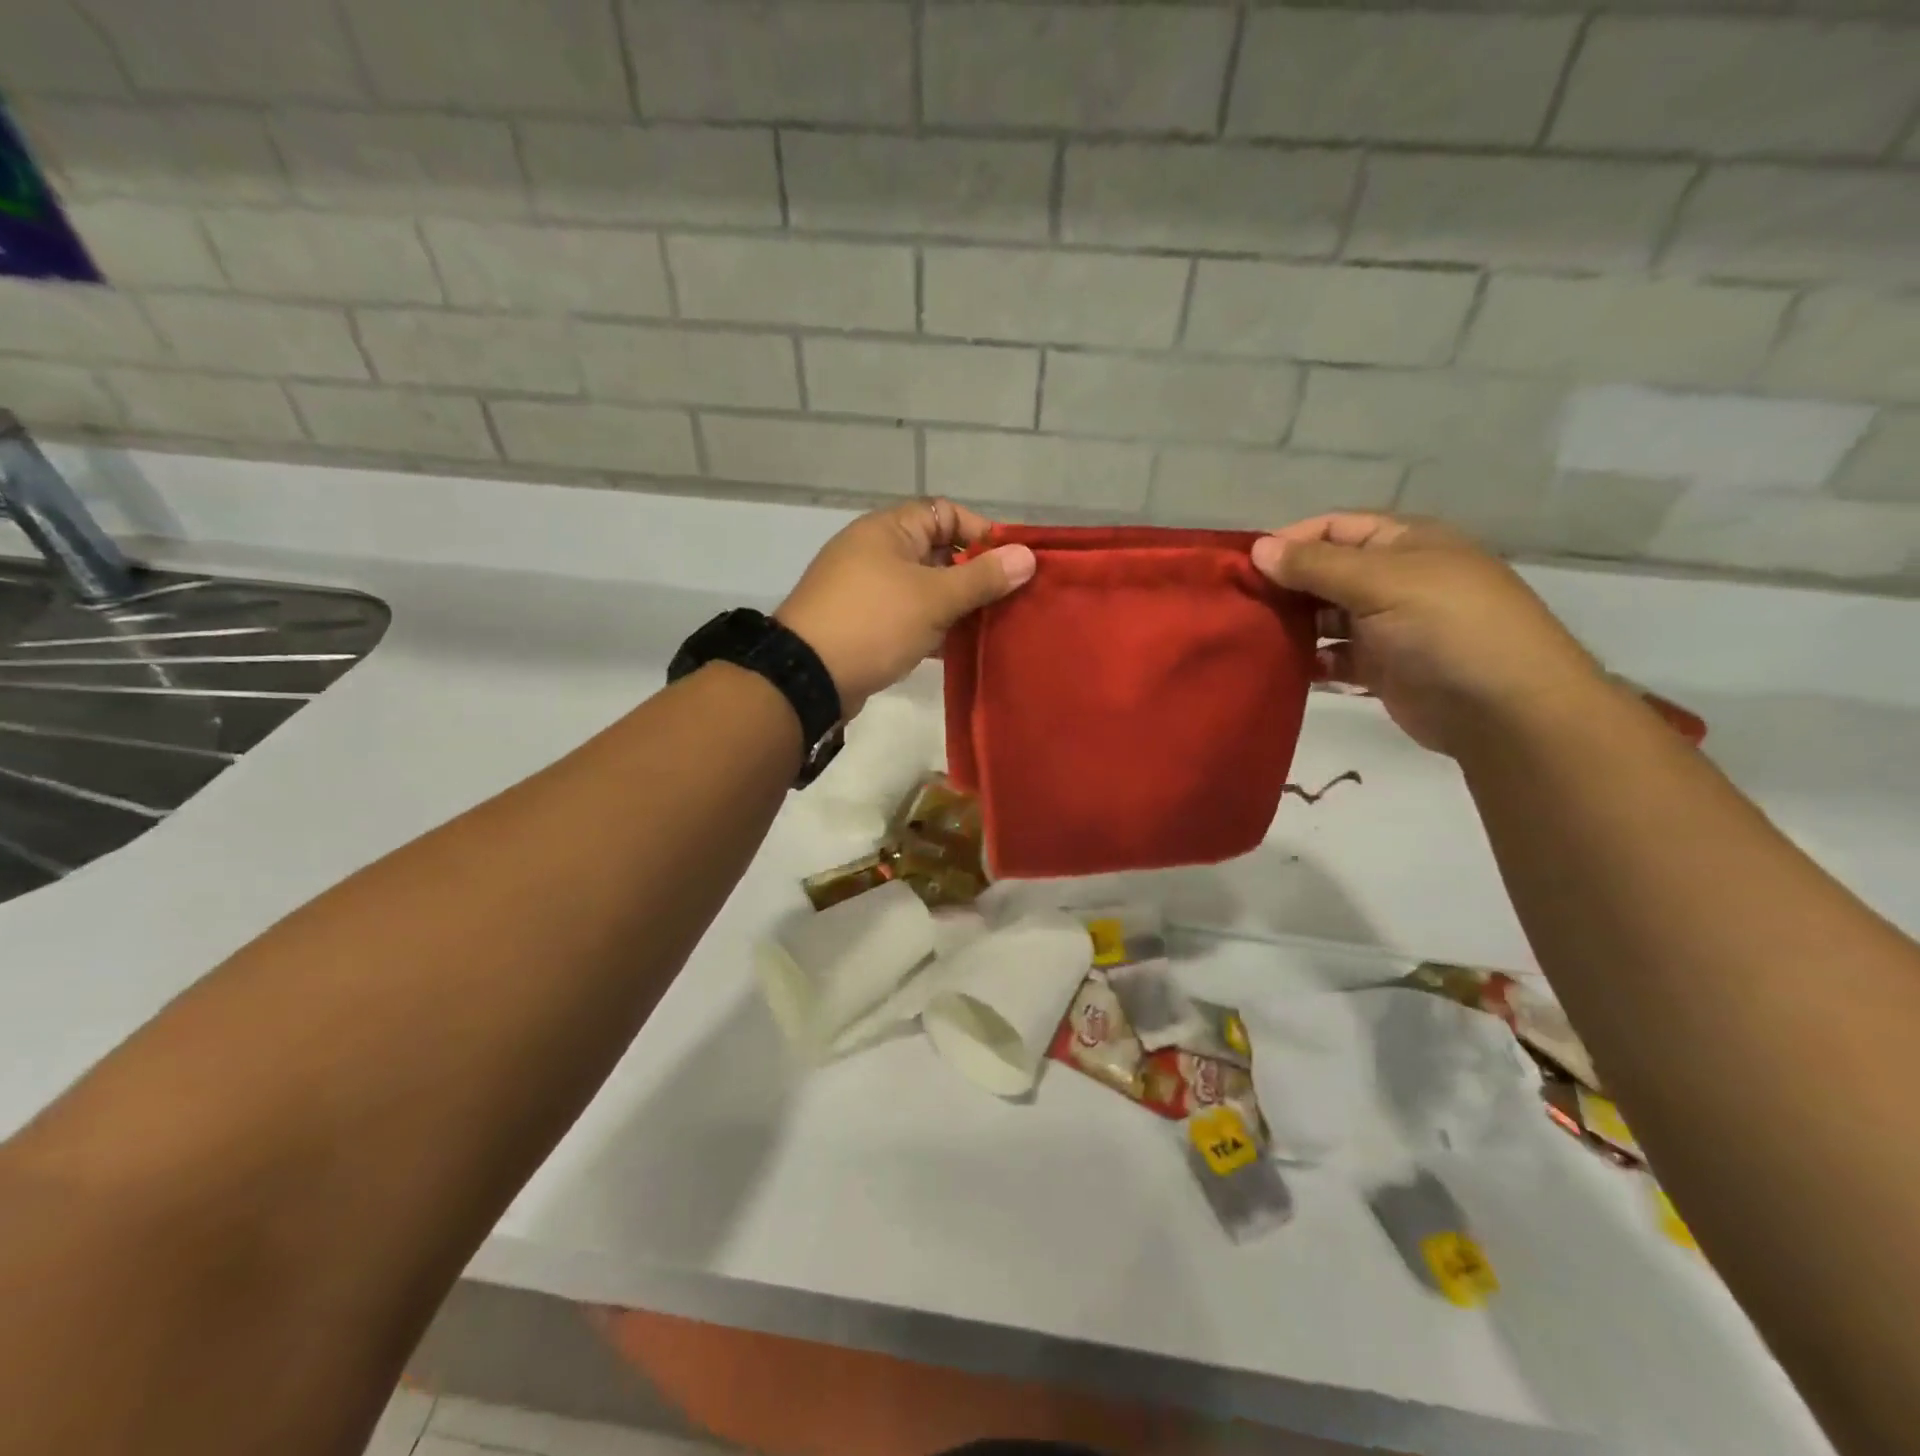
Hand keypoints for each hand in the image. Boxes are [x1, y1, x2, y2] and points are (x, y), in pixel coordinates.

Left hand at [777, 499, 1035, 715]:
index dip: (982, 533)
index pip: (946, 513)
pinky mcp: (866, 625)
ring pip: (926, 589)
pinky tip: (959, 650)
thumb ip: (982, 578)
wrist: (808, 677)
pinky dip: (933, 629)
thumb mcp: (934, 598)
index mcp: (889, 530)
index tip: (1011, 565)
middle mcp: (877, 552)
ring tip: (991, 628)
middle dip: (975, 575)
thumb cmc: (874, 623)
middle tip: (1008, 601)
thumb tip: (1027, 556)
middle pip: (939, 553)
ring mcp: (869, 590)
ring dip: (956, 607)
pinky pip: (909, 617)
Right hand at [1250, 514, 1602, 756]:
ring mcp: (1387, 624)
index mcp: (1403, 543)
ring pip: (1325, 616)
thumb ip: (1316, 566)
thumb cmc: (1446, 627)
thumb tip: (1258, 548)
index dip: (1289, 541)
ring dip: (1292, 625)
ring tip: (1252, 637)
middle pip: (1324, 573)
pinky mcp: (1381, 667)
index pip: (1333, 528)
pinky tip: (1284, 667)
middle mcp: (1393, 578)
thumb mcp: (1381, 582)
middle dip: (1284, 585)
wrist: (1503, 709)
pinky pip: (1333, 656)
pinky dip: (1310, 660)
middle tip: (1238, 605)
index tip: (1244, 566)